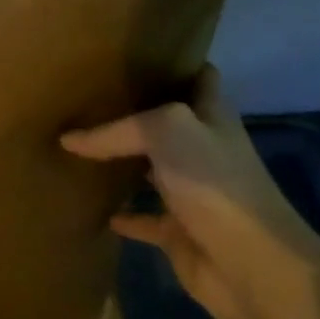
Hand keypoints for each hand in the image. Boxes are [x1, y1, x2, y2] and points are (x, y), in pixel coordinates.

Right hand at [60, 65, 319, 318]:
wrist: (249, 265)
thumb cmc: (214, 184)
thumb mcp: (166, 131)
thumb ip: (117, 129)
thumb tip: (71, 139)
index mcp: (211, 118)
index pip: (198, 78)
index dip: (173, 62)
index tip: (135, 53)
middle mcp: (203, 150)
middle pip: (167, 125)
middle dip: (135, 112)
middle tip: (88, 99)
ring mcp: (192, 192)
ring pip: (151, 170)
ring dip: (122, 162)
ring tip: (78, 147)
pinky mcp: (177, 232)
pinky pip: (142, 218)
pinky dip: (121, 214)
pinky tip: (91, 207)